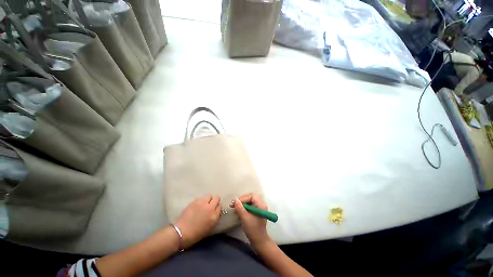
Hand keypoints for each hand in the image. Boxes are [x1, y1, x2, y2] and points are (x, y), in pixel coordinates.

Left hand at [175, 195, 220, 248]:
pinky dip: (201, 200)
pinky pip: (201, 197)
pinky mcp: (195, 201)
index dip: (217, 207)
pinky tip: (197, 206)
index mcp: (214, 216)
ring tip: (204, 204)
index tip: (214, 209)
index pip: (220, 206)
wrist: (181, 233)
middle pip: (217, 198)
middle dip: (215, 200)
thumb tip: (215, 211)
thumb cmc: (195, 234)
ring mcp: (202, 203)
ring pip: (209, 195)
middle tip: (210, 205)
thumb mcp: (209, 227)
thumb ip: (214, 217)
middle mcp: (210, 207)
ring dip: (208, 199)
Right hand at [230, 194, 270, 248]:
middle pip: (250, 198)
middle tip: (233, 205)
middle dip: (241, 201)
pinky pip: (249, 207)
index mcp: (261, 205)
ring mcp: (258, 209)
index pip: (251, 196)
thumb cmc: (253, 230)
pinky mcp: (255, 213)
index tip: (235, 203)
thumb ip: (240, 208)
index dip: (243, 198)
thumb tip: (235, 199)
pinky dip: (243, 209)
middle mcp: (260, 205)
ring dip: (241, 205)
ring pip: (249, 202)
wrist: (259, 242)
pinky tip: (238, 213)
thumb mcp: (245, 218)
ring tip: (234, 209)